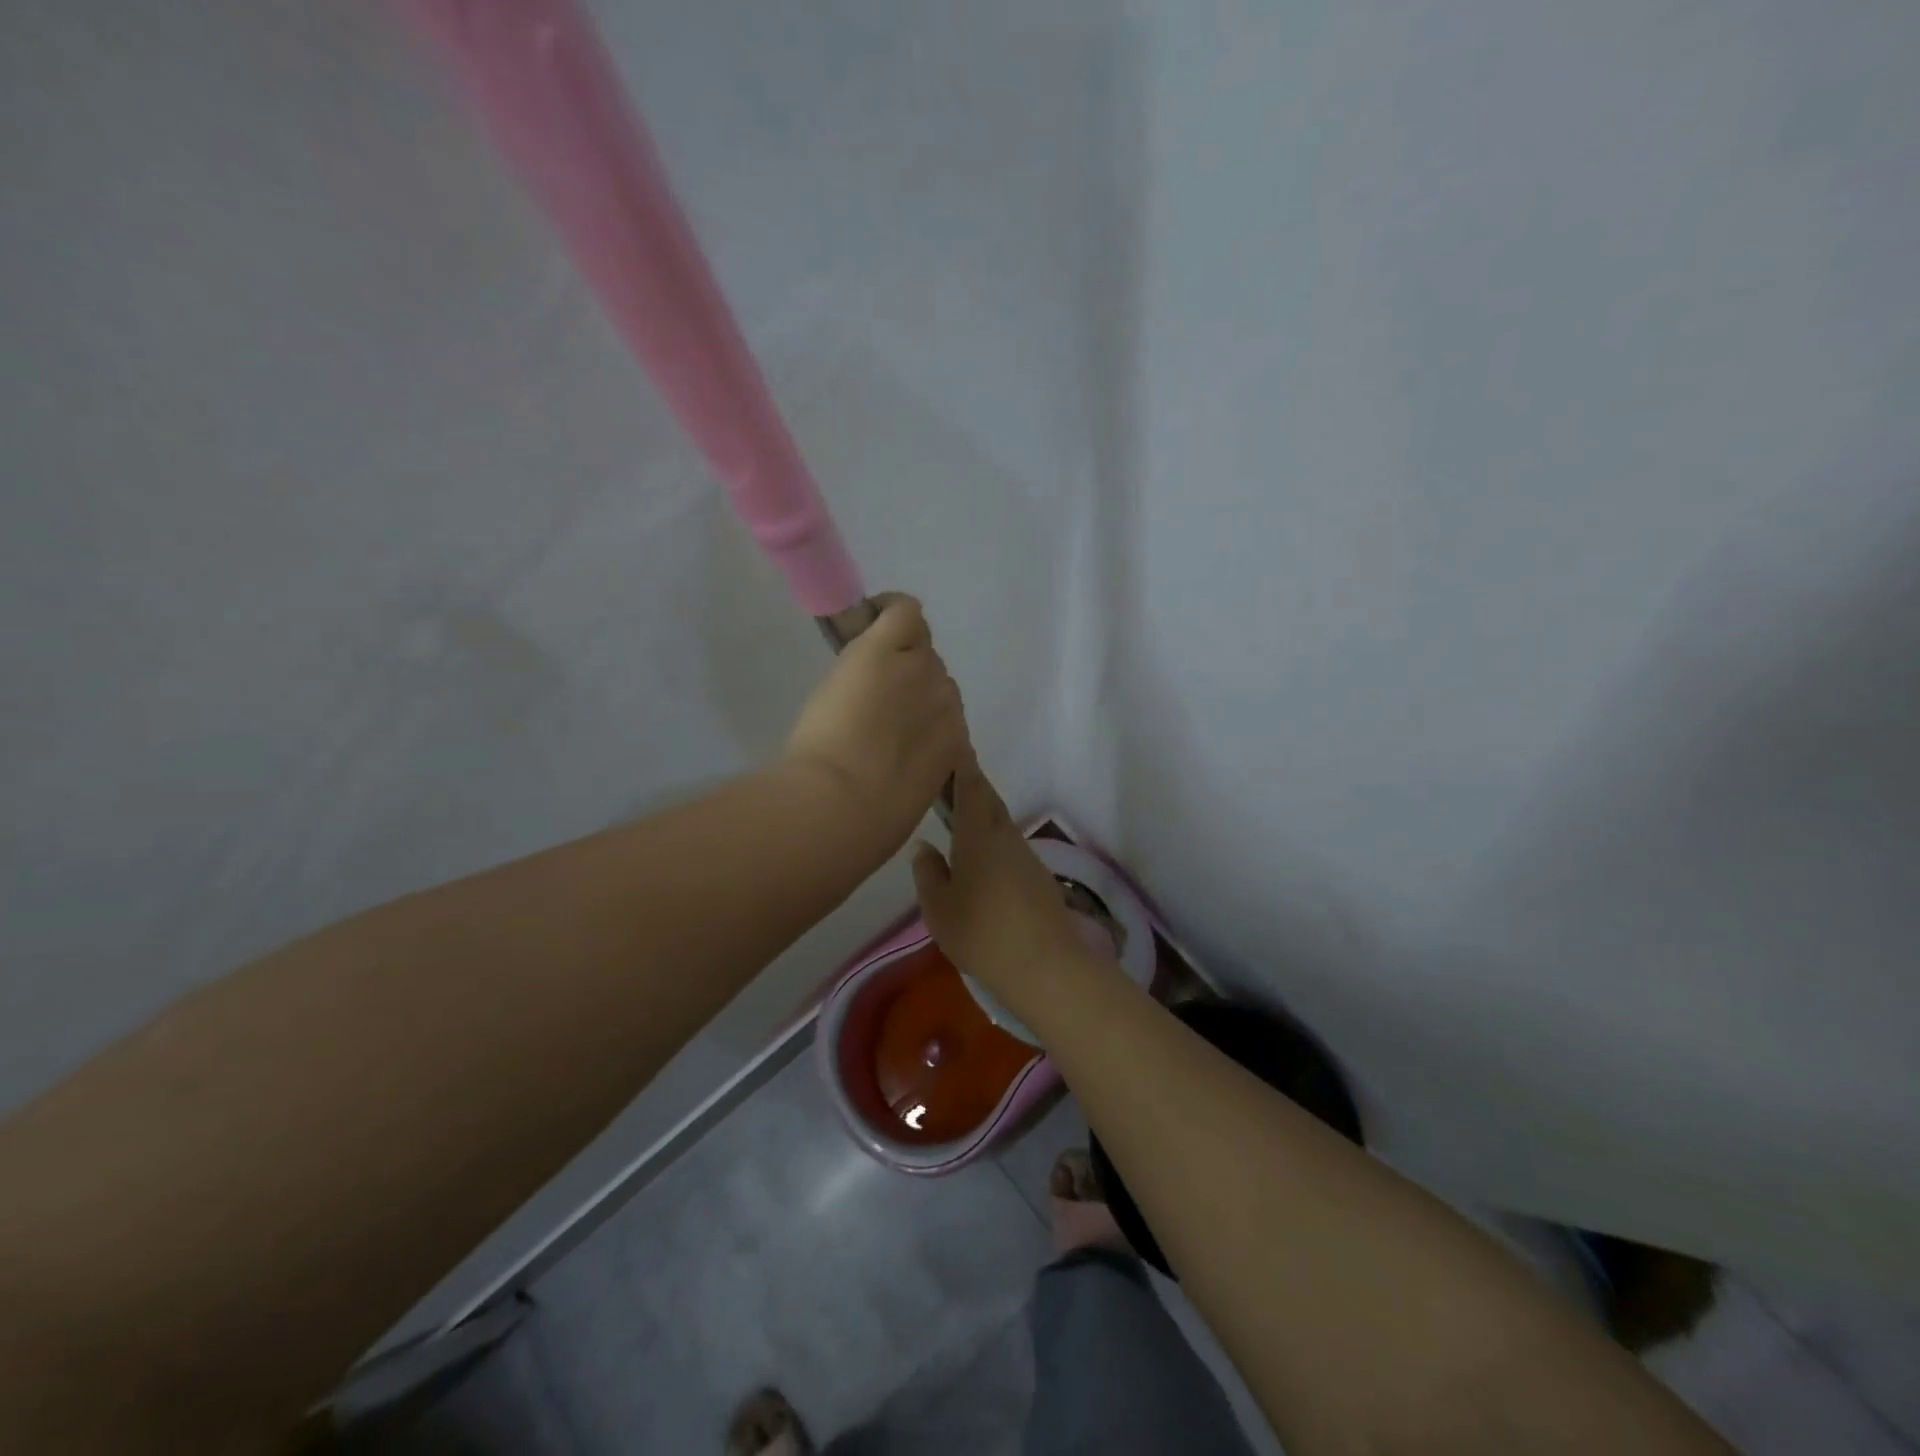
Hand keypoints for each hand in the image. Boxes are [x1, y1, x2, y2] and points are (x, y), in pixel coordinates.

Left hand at [782, 594, 966, 857]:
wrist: (841, 806)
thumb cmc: (869, 821)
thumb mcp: (909, 797)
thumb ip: (916, 768)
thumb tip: (905, 759)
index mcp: (953, 743)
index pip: (943, 712)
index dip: (917, 713)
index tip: (894, 723)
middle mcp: (947, 701)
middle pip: (930, 677)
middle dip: (904, 687)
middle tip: (870, 705)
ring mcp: (919, 672)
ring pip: (916, 648)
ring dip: (893, 658)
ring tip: (862, 678)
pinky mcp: (888, 650)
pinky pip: (903, 612)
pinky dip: (888, 609)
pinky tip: (872, 615)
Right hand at [909, 758, 1091, 1009]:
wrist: (1045, 966)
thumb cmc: (982, 933)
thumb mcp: (939, 908)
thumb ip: (928, 873)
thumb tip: (924, 846)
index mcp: (979, 836)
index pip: (971, 788)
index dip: (963, 765)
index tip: (955, 746)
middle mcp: (1006, 837)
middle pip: (990, 801)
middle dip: (973, 787)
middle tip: (951, 782)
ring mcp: (1027, 858)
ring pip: (1002, 825)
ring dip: (984, 815)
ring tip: (961, 821)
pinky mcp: (1038, 879)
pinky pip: (1011, 848)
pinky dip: (995, 842)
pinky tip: (983, 862)